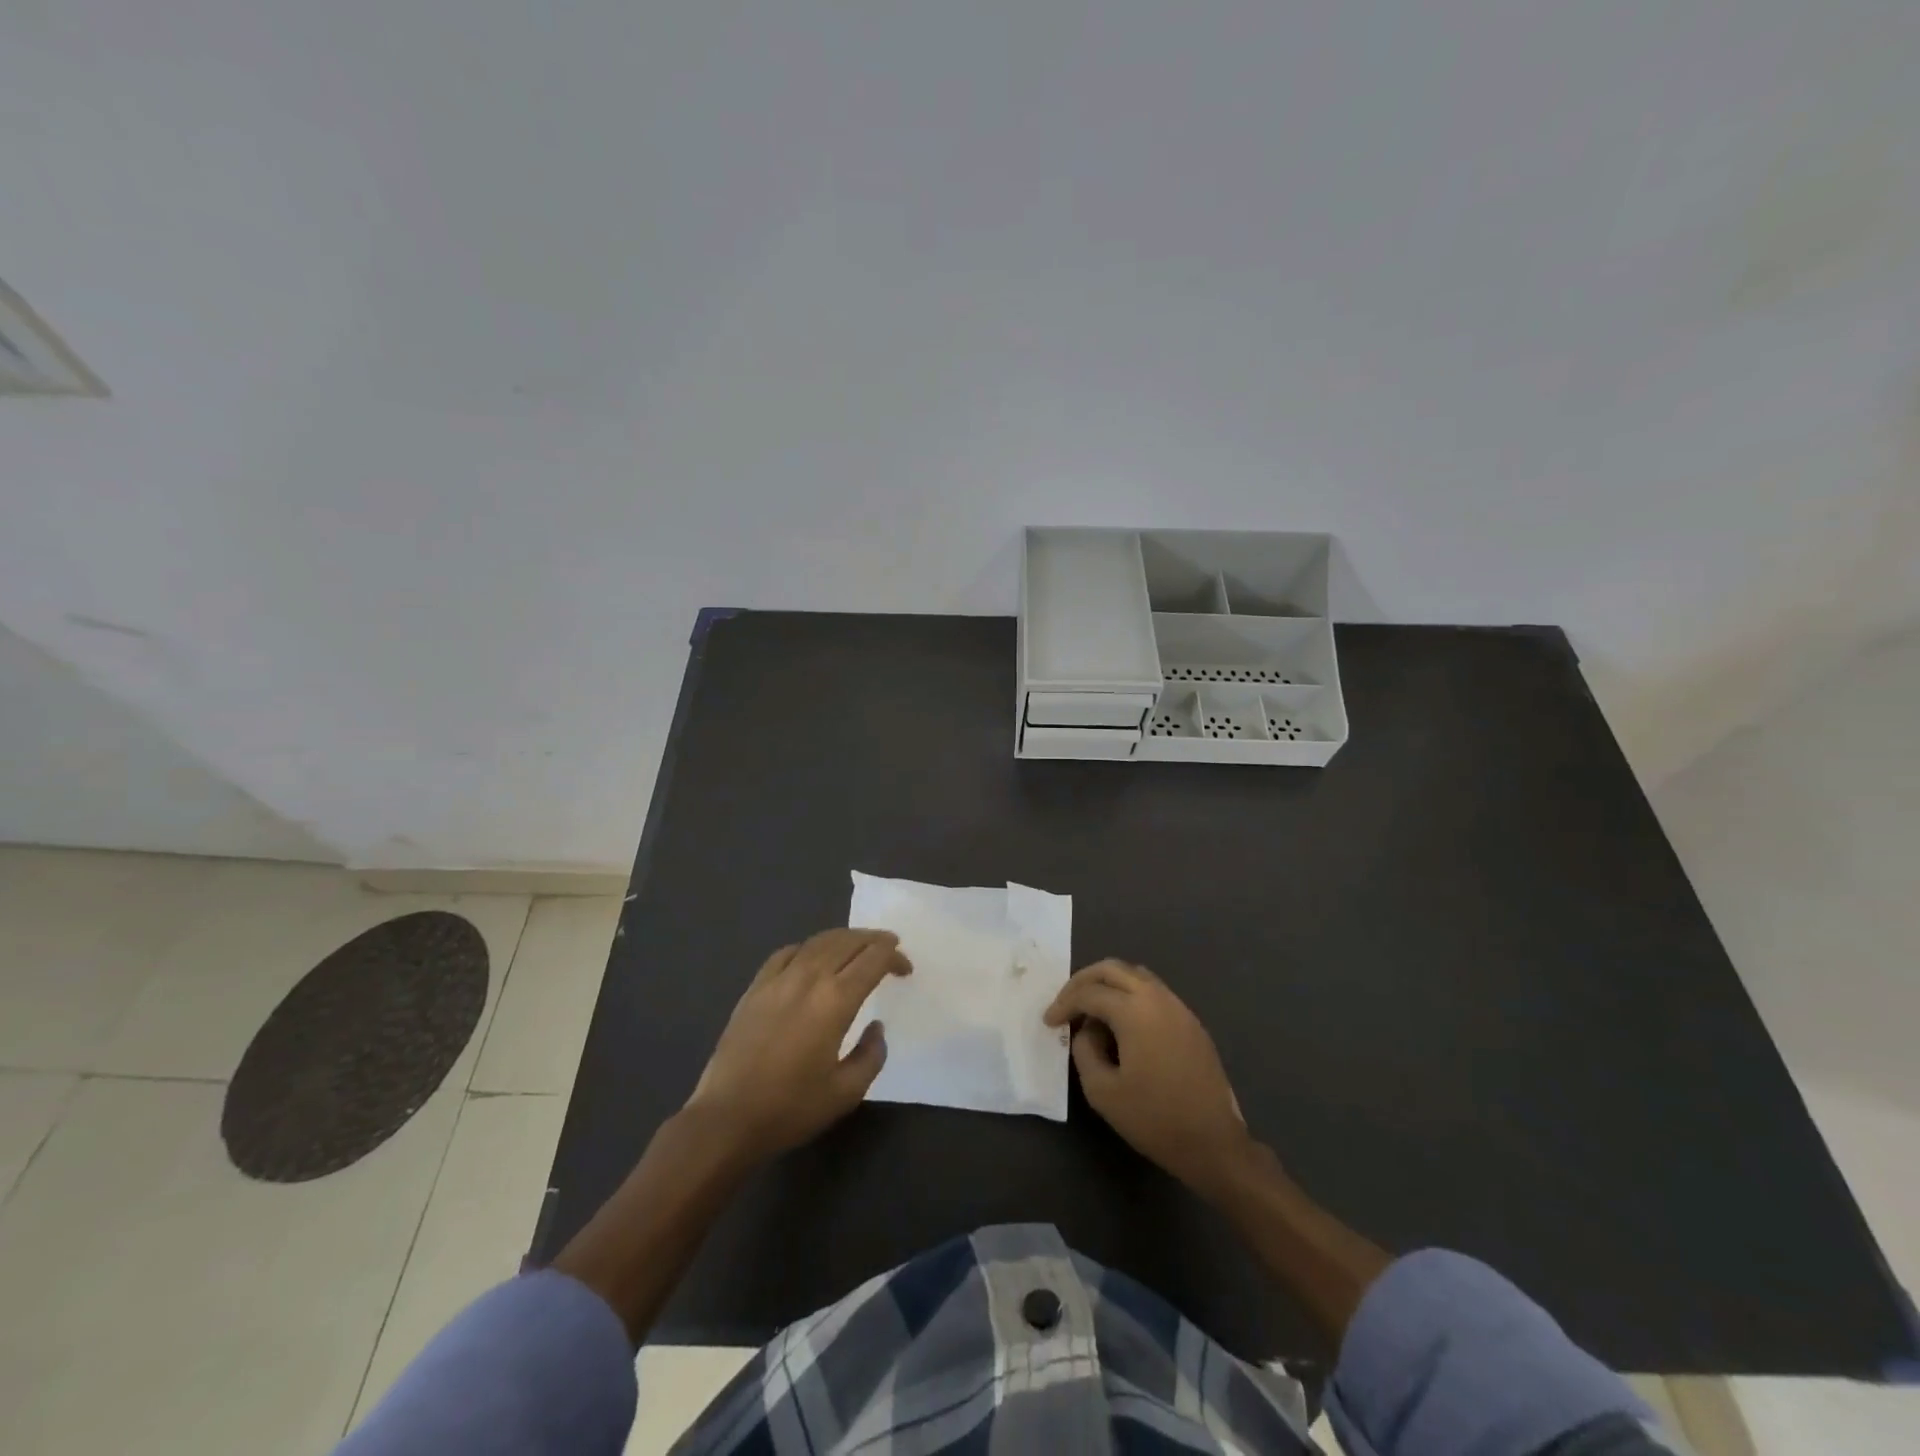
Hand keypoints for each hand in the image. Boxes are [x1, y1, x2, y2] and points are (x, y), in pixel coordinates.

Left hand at [686, 929, 910, 1160]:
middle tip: (890, 946)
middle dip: (874, 940)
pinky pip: (787, 953)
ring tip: (858, 944)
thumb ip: (871, 1055)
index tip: (905, 969)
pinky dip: (808, 947)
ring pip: (818, 941)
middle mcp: (809, 978)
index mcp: (836, 1000)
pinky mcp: (755, 988)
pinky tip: (811, 957)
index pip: (873, 960)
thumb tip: (875, 1028)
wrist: (726, 1119)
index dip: (894, 957)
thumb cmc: (791, 1108)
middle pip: (848, 941)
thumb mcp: (846, 1093)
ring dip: (844, 938)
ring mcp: (778, 979)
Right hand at [1044, 959, 1252, 1195]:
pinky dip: (1130, 996)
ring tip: (1091, 1011)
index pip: (1089, 993)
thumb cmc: (1154, 1118)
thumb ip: (1084, 1050)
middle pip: (1112, 969)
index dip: (1063, 1004)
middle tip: (1065, 1003)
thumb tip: (1087, 1030)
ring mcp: (1179, 1007)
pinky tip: (1122, 1025)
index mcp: (1134, 1010)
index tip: (1049, 1022)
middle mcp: (1157, 997)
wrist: (1214, 1143)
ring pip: (1135, 975)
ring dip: (1108, 985)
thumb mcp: (1102, 1091)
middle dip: (1083, 981)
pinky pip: (1154, 993)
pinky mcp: (1191, 1022)